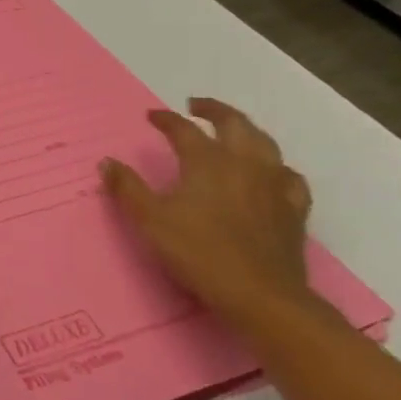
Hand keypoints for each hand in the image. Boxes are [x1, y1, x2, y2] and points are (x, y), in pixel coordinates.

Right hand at [101, 98, 319, 327]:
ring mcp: (274, 184)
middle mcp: (244, 164)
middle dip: (214, 110)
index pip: (184, 130)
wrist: (259, 294)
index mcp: (207, 162)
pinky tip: (272, 173)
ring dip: (246, 130)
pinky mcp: (293, 208)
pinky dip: (276, 166)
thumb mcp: (150, 220)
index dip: (166, 119)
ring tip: (233, 130)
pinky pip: (289, 176)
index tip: (151, 115)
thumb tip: (107, 162)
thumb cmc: (198, 252)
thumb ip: (127, 188)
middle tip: (196, 106)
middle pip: (234, 124)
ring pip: (265, 143)